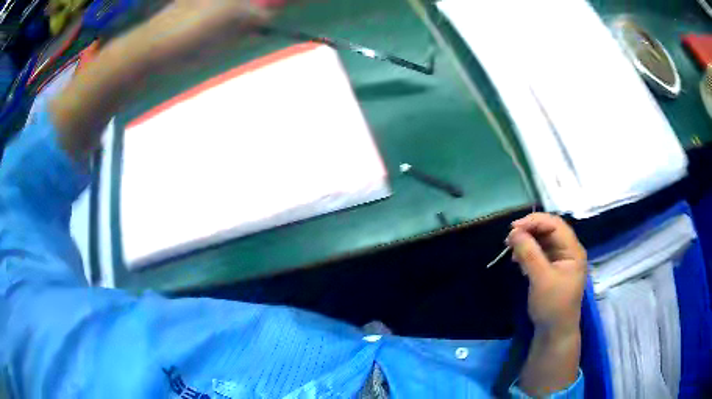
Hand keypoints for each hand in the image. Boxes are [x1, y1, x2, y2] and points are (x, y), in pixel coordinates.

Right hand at [507, 213, 586, 335]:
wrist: (554, 332)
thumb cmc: (552, 305)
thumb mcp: (541, 279)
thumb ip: (529, 253)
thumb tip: (513, 232)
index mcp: (573, 250)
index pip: (555, 224)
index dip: (534, 221)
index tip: (513, 228)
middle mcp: (568, 251)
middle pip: (549, 230)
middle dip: (529, 230)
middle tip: (509, 238)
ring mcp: (560, 260)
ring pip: (543, 241)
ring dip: (527, 241)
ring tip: (510, 248)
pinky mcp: (552, 269)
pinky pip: (540, 253)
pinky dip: (528, 252)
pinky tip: (518, 259)